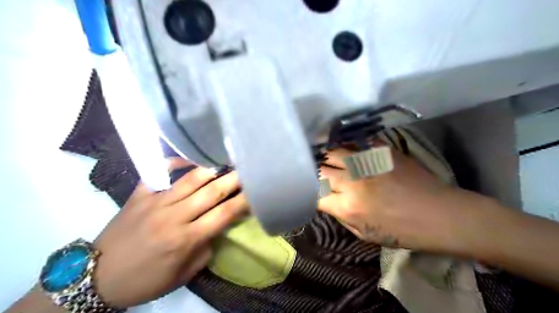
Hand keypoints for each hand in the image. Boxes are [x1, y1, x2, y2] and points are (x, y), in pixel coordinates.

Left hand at [92, 161, 246, 308]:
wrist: (97, 277)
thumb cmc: (145, 280)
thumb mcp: (182, 275)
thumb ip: (205, 250)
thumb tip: (217, 229)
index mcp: (186, 239)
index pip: (224, 214)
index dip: (243, 201)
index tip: (256, 191)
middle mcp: (174, 216)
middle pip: (211, 192)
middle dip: (234, 179)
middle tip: (247, 168)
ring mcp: (155, 202)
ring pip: (189, 179)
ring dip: (212, 169)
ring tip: (226, 161)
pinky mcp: (139, 195)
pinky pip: (158, 172)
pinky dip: (174, 162)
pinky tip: (188, 158)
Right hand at [319, 147, 484, 253]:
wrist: (439, 214)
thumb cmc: (403, 231)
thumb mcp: (365, 235)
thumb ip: (341, 216)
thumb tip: (328, 201)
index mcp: (348, 206)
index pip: (314, 194)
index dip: (310, 193)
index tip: (313, 192)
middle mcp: (352, 181)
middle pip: (319, 170)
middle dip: (314, 173)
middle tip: (317, 175)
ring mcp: (366, 162)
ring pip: (333, 152)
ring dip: (327, 157)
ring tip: (328, 160)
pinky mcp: (380, 151)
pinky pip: (355, 144)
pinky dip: (347, 148)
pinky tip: (347, 152)